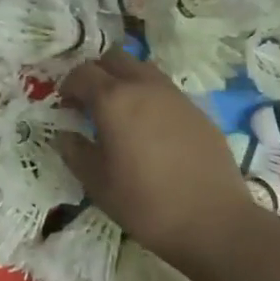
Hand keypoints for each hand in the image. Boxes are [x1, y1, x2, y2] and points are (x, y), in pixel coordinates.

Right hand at [57, 49, 251, 270]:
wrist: (215, 222)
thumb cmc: (147, 203)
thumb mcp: (98, 184)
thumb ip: (75, 152)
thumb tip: (64, 134)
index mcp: (113, 99)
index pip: (82, 73)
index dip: (68, 85)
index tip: (66, 106)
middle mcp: (143, 85)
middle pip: (113, 58)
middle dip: (97, 73)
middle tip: (91, 102)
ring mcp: (174, 95)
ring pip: (142, 68)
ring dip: (125, 80)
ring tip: (123, 112)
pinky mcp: (197, 109)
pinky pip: (165, 90)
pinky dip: (150, 97)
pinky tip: (153, 130)